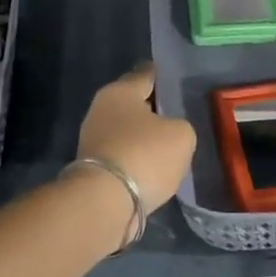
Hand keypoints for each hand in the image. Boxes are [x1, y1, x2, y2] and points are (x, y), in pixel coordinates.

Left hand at [75, 64, 196, 214]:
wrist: (105, 202)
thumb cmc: (144, 155)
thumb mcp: (182, 135)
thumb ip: (180, 126)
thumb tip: (169, 133)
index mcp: (120, 91)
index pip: (145, 74)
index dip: (162, 76)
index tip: (175, 78)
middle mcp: (101, 109)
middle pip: (133, 104)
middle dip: (153, 108)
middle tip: (177, 115)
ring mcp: (93, 140)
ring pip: (127, 131)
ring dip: (144, 137)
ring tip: (169, 145)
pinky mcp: (94, 168)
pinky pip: (123, 155)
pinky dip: (137, 159)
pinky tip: (154, 167)